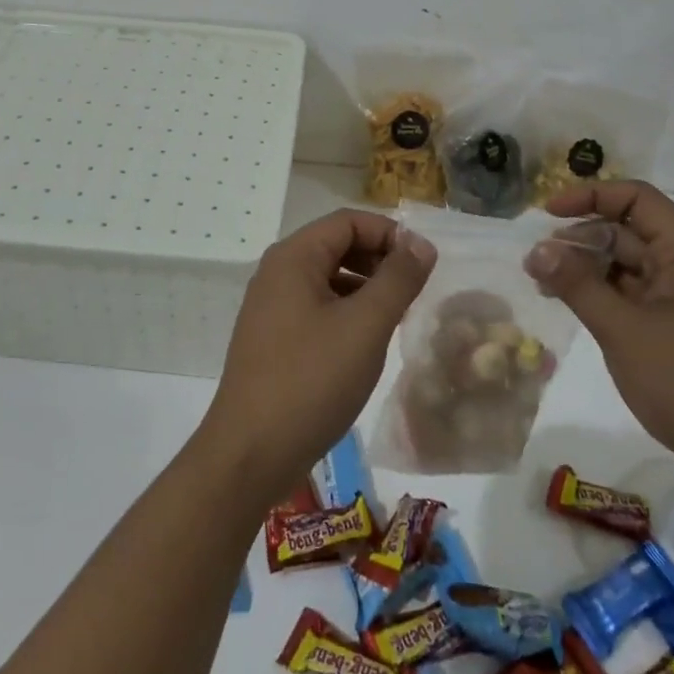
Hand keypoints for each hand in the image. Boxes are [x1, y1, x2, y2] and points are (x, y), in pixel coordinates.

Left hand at [200, 210, 435, 507]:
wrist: (250, 453)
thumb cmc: (311, 381)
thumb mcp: (365, 326)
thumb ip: (397, 280)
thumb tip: (421, 244)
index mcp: (294, 257)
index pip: (348, 221)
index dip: (389, 233)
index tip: (424, 263)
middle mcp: (277, 272)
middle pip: (336, 245)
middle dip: (378, 259)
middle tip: (414, 290)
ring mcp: (270, 306)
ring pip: (327, 277)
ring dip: (365, 286)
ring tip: (397, 315)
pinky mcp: (272, 337)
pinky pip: (316, 306)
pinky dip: (346, 311)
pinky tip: (366, 342)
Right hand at [524, 180, 673, 510]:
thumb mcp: (623, 330)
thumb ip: (577, 284)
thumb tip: (536, 249)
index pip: (636, 198)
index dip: (590, 196)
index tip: (547, 214)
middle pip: (628, 231)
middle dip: (580, 239)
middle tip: (537, 261)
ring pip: (626, 266)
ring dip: (585, 269)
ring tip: (543, 284)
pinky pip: (632, 297)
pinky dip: (600, 296)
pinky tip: (571, 307)